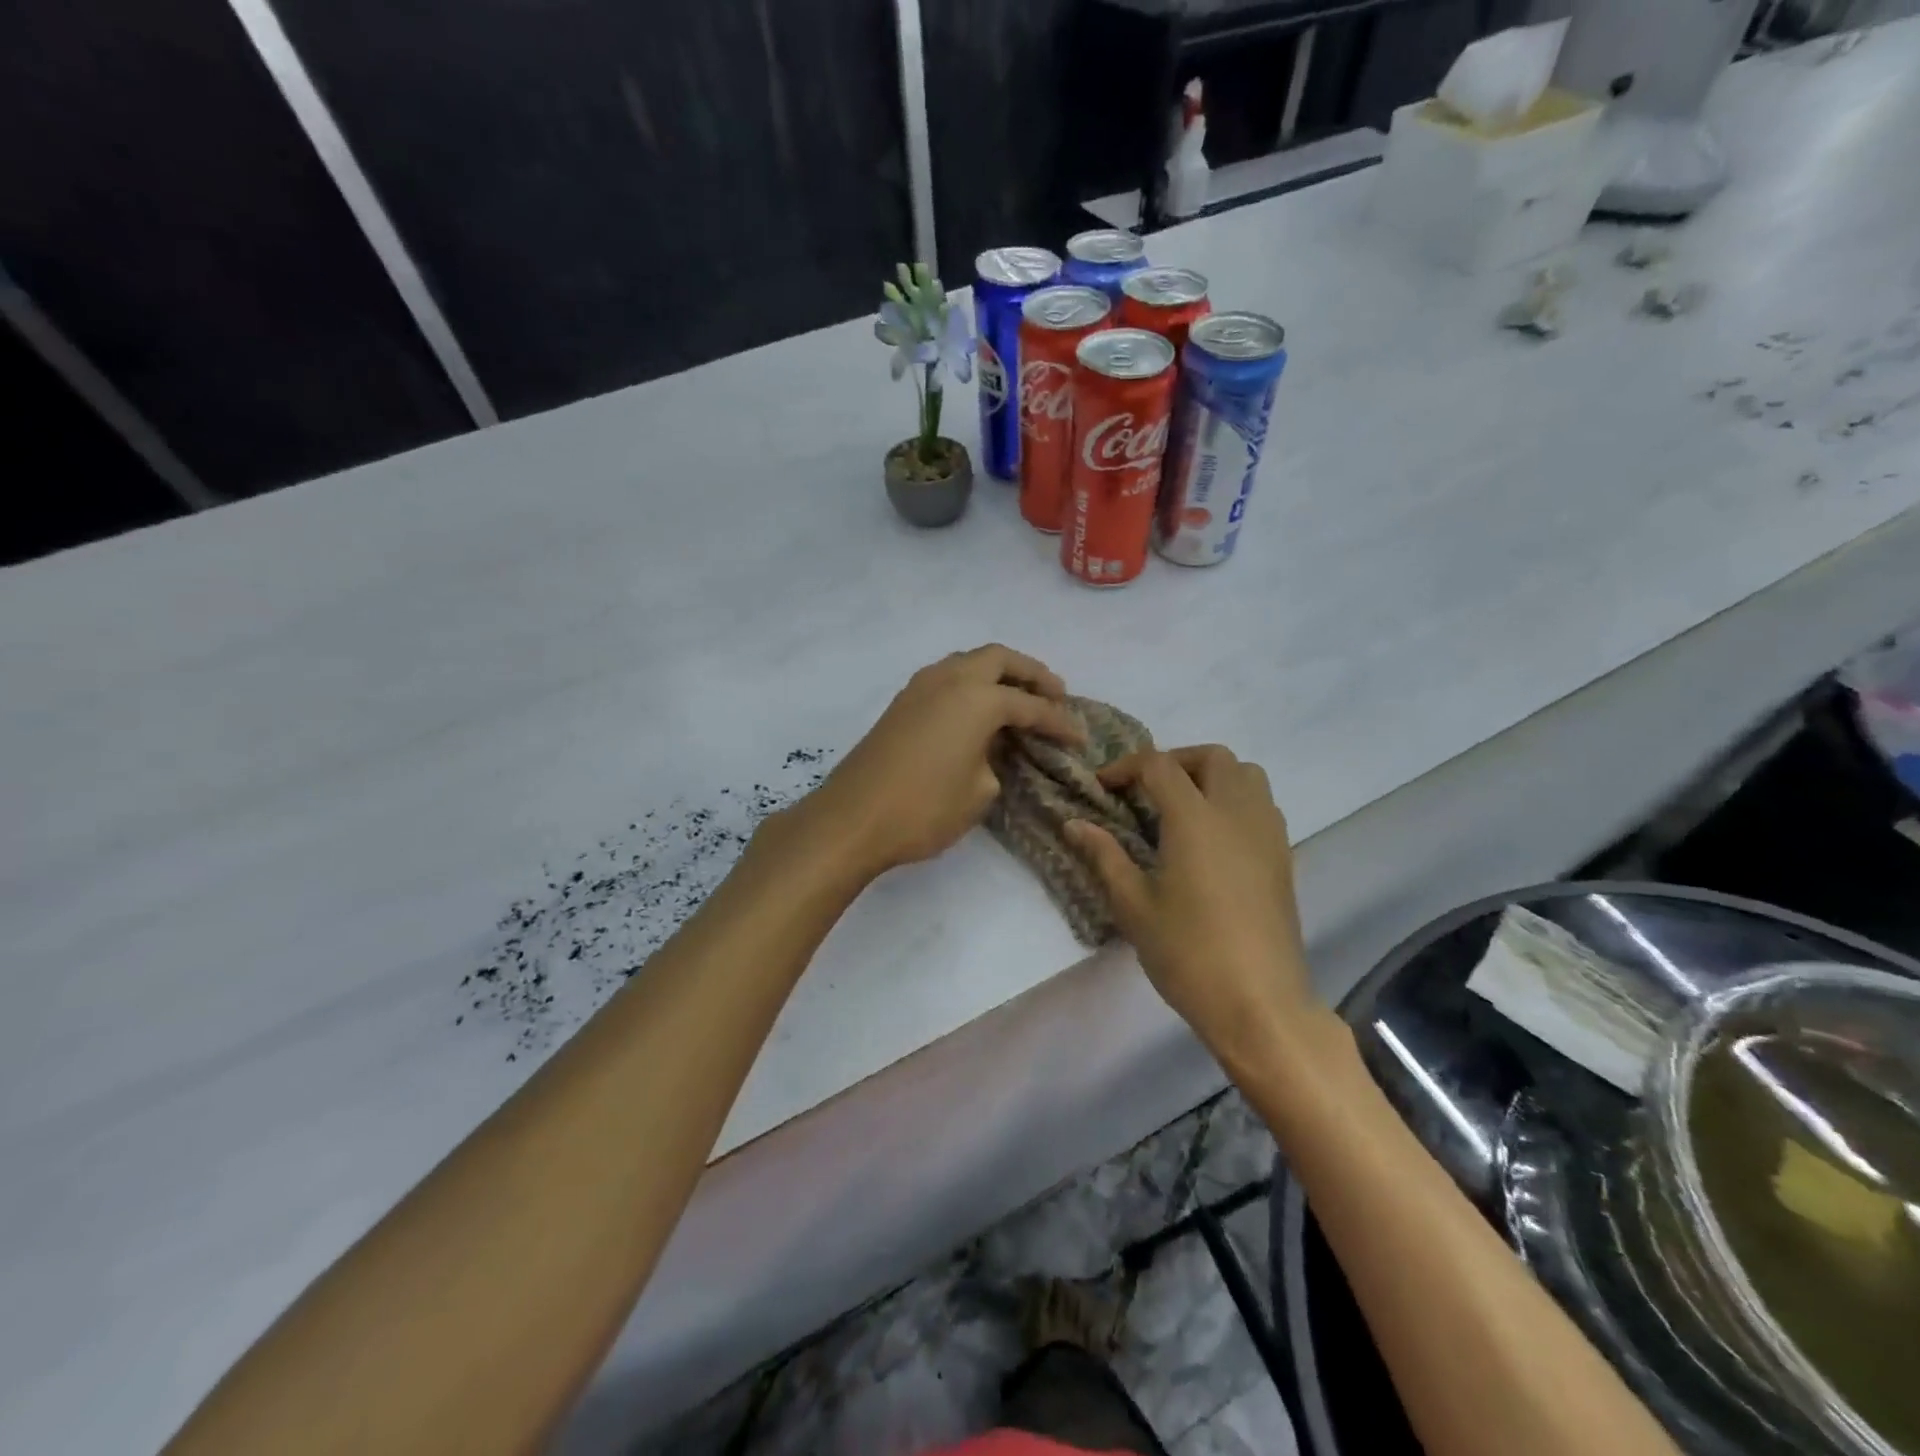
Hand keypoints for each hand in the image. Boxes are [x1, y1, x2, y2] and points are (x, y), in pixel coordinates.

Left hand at [802, 645, 1083, 878]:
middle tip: (1055, 694)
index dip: (1060, 723)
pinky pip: (947, 678)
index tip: (1080, 738)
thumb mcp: (979, 793)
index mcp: (978, 698)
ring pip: (969, 662)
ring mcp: (920, 687)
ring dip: (998, 673)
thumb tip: (991, 751)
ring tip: (1019, 696)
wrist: (852, 819)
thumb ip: (996, 761)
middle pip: (1000, 658)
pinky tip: (979, 709)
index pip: (1031, 705)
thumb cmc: (924, 809)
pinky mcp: (901, 703)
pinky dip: (971, 684)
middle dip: (1032, 673)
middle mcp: (950, 679)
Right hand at [1066, 747, 1324, 1070]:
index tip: (1103, 789)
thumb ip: (1105, 856)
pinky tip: (1213, 838)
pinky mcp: (1284, 857)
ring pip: (1246, 774)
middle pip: (1212, 757)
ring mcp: (1267, 833)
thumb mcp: (1134, 906)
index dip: (1126, 767)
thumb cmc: (1188, 953)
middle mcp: (1236, 812)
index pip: (1159, 765)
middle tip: (1145, 790)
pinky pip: (1261, 804)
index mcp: (1195, 819)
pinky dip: (1235, 800)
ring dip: (1211, 776)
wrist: (1260, 1003)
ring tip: (1182, 807)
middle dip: (1174, 761)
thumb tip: (1074, 823)